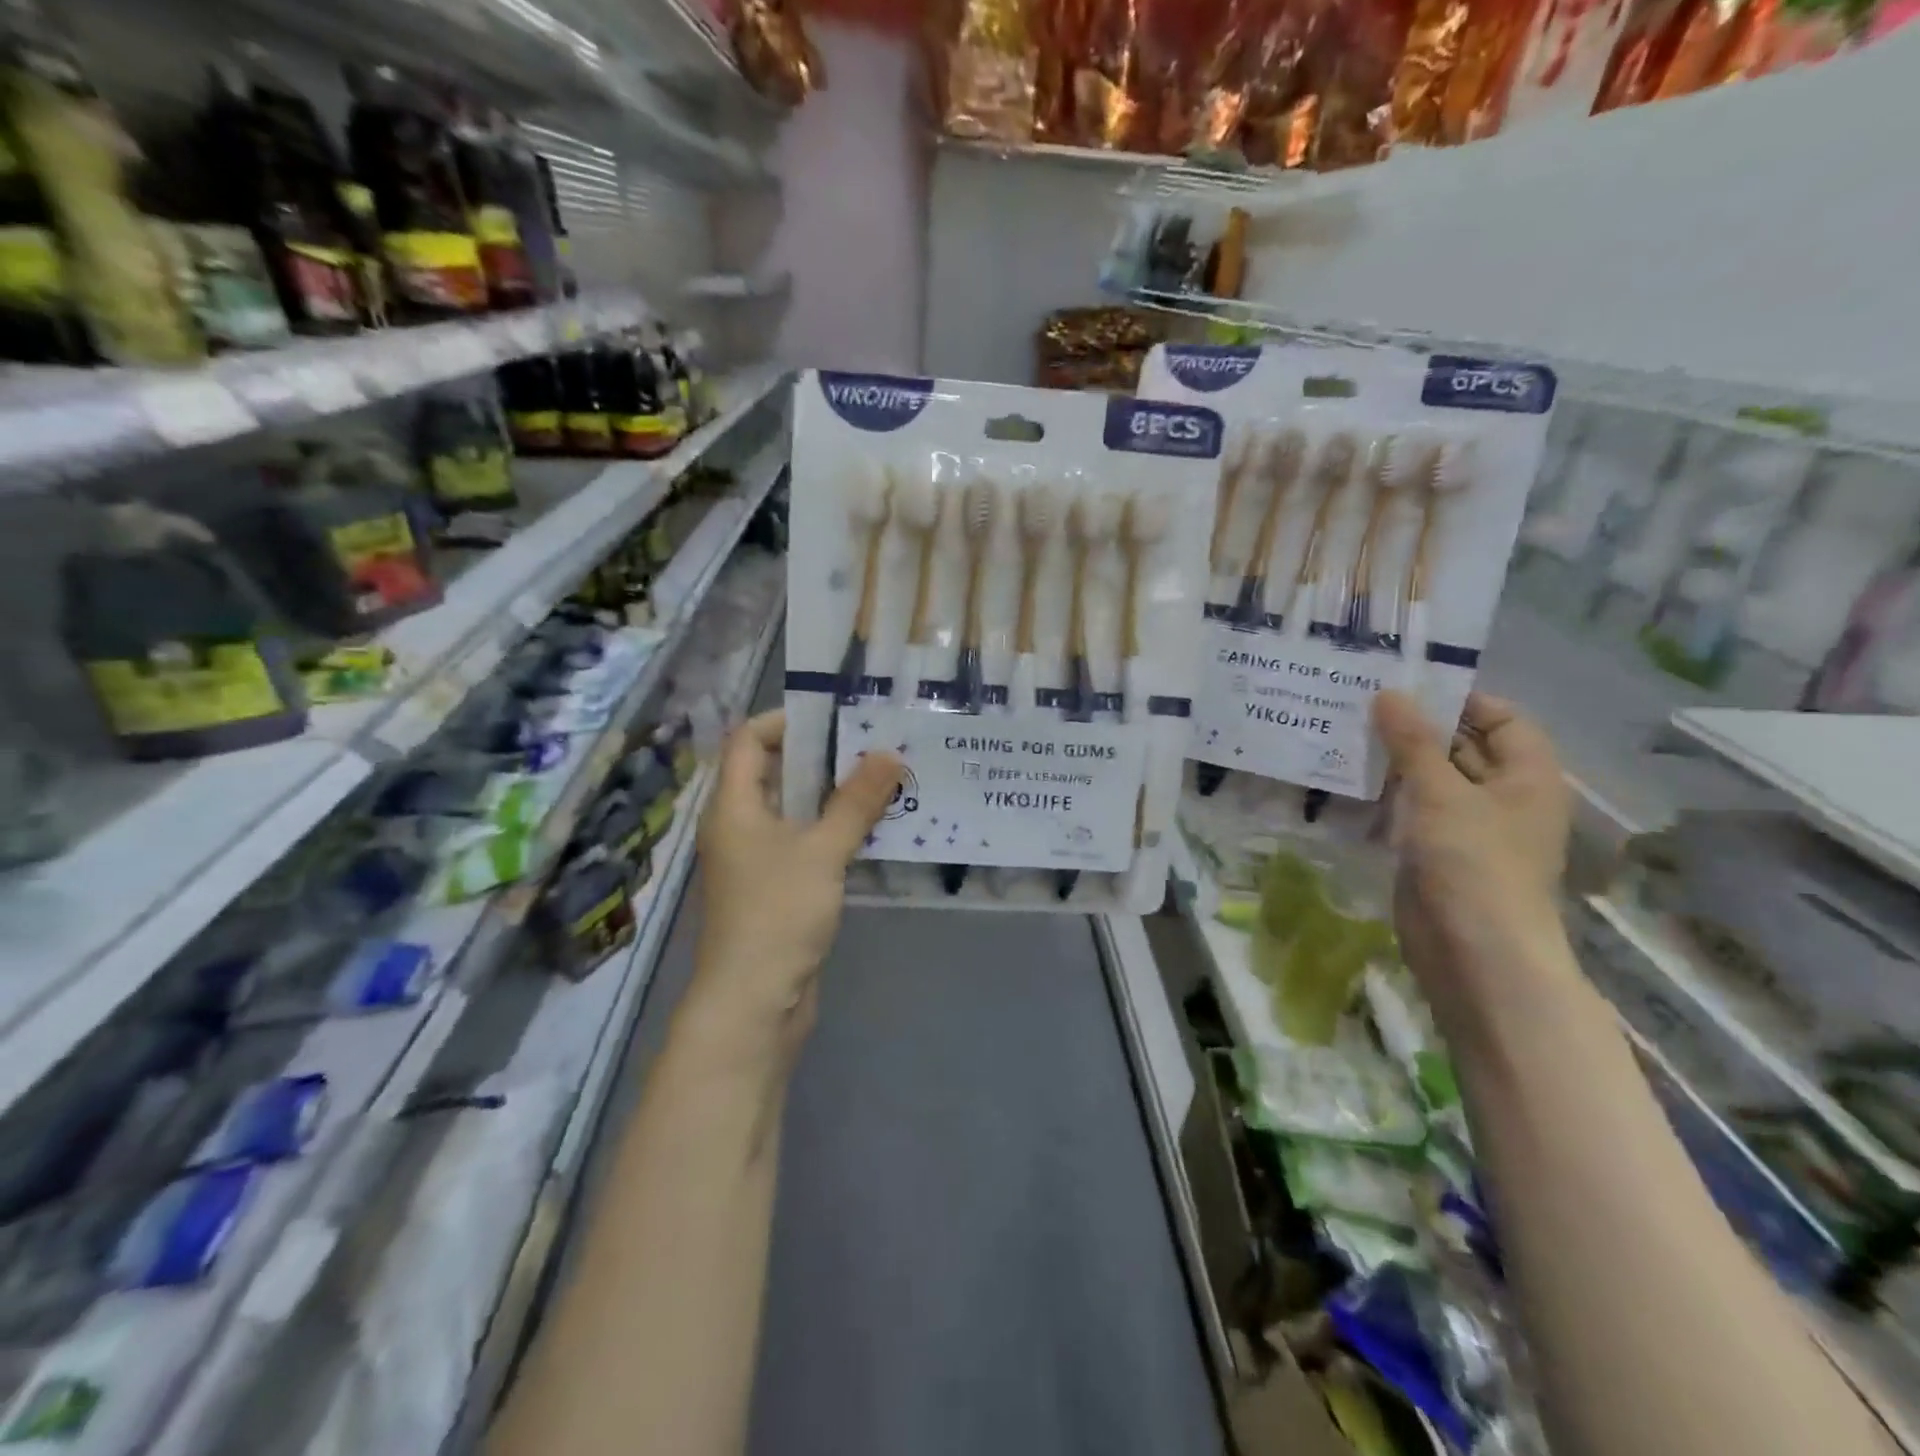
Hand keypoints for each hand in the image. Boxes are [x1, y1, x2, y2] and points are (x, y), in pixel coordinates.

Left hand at [686, 710, 901, 1055]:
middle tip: (874, 743)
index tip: (837, 716)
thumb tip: (889, 754)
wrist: (752, 1004)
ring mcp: (757, 858)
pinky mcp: (777, 887)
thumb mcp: (822, 851)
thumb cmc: (777, 914)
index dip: (787, 720)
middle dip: (823, 756)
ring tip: (884, 779)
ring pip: (795, 809)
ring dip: (834, 795)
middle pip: (775, 771)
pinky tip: (875, 828)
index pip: (749, 739)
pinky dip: (835, 830)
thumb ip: (856, 801)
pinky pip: (806, 842)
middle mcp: (740, 824)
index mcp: (734, 805)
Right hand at [1373, 690, 1570, 1007]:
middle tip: (1361, 703)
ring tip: (1345, 732)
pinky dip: (1385, 794)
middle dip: (1416, 727)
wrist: (1473, 951)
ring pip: (1430, 779)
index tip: (1406, 685)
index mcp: (1527, 776)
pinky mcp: (1436, 851)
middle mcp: (1503, 796)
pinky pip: (1411, 810)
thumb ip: (1413, 742)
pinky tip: (1345, 779)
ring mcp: (1468, 827)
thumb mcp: (1441, 793)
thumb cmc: (1473, 863)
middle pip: (1462, 746)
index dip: (1460, 699)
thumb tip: (1388, 693)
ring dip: (1394, 760)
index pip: (1502, 718)